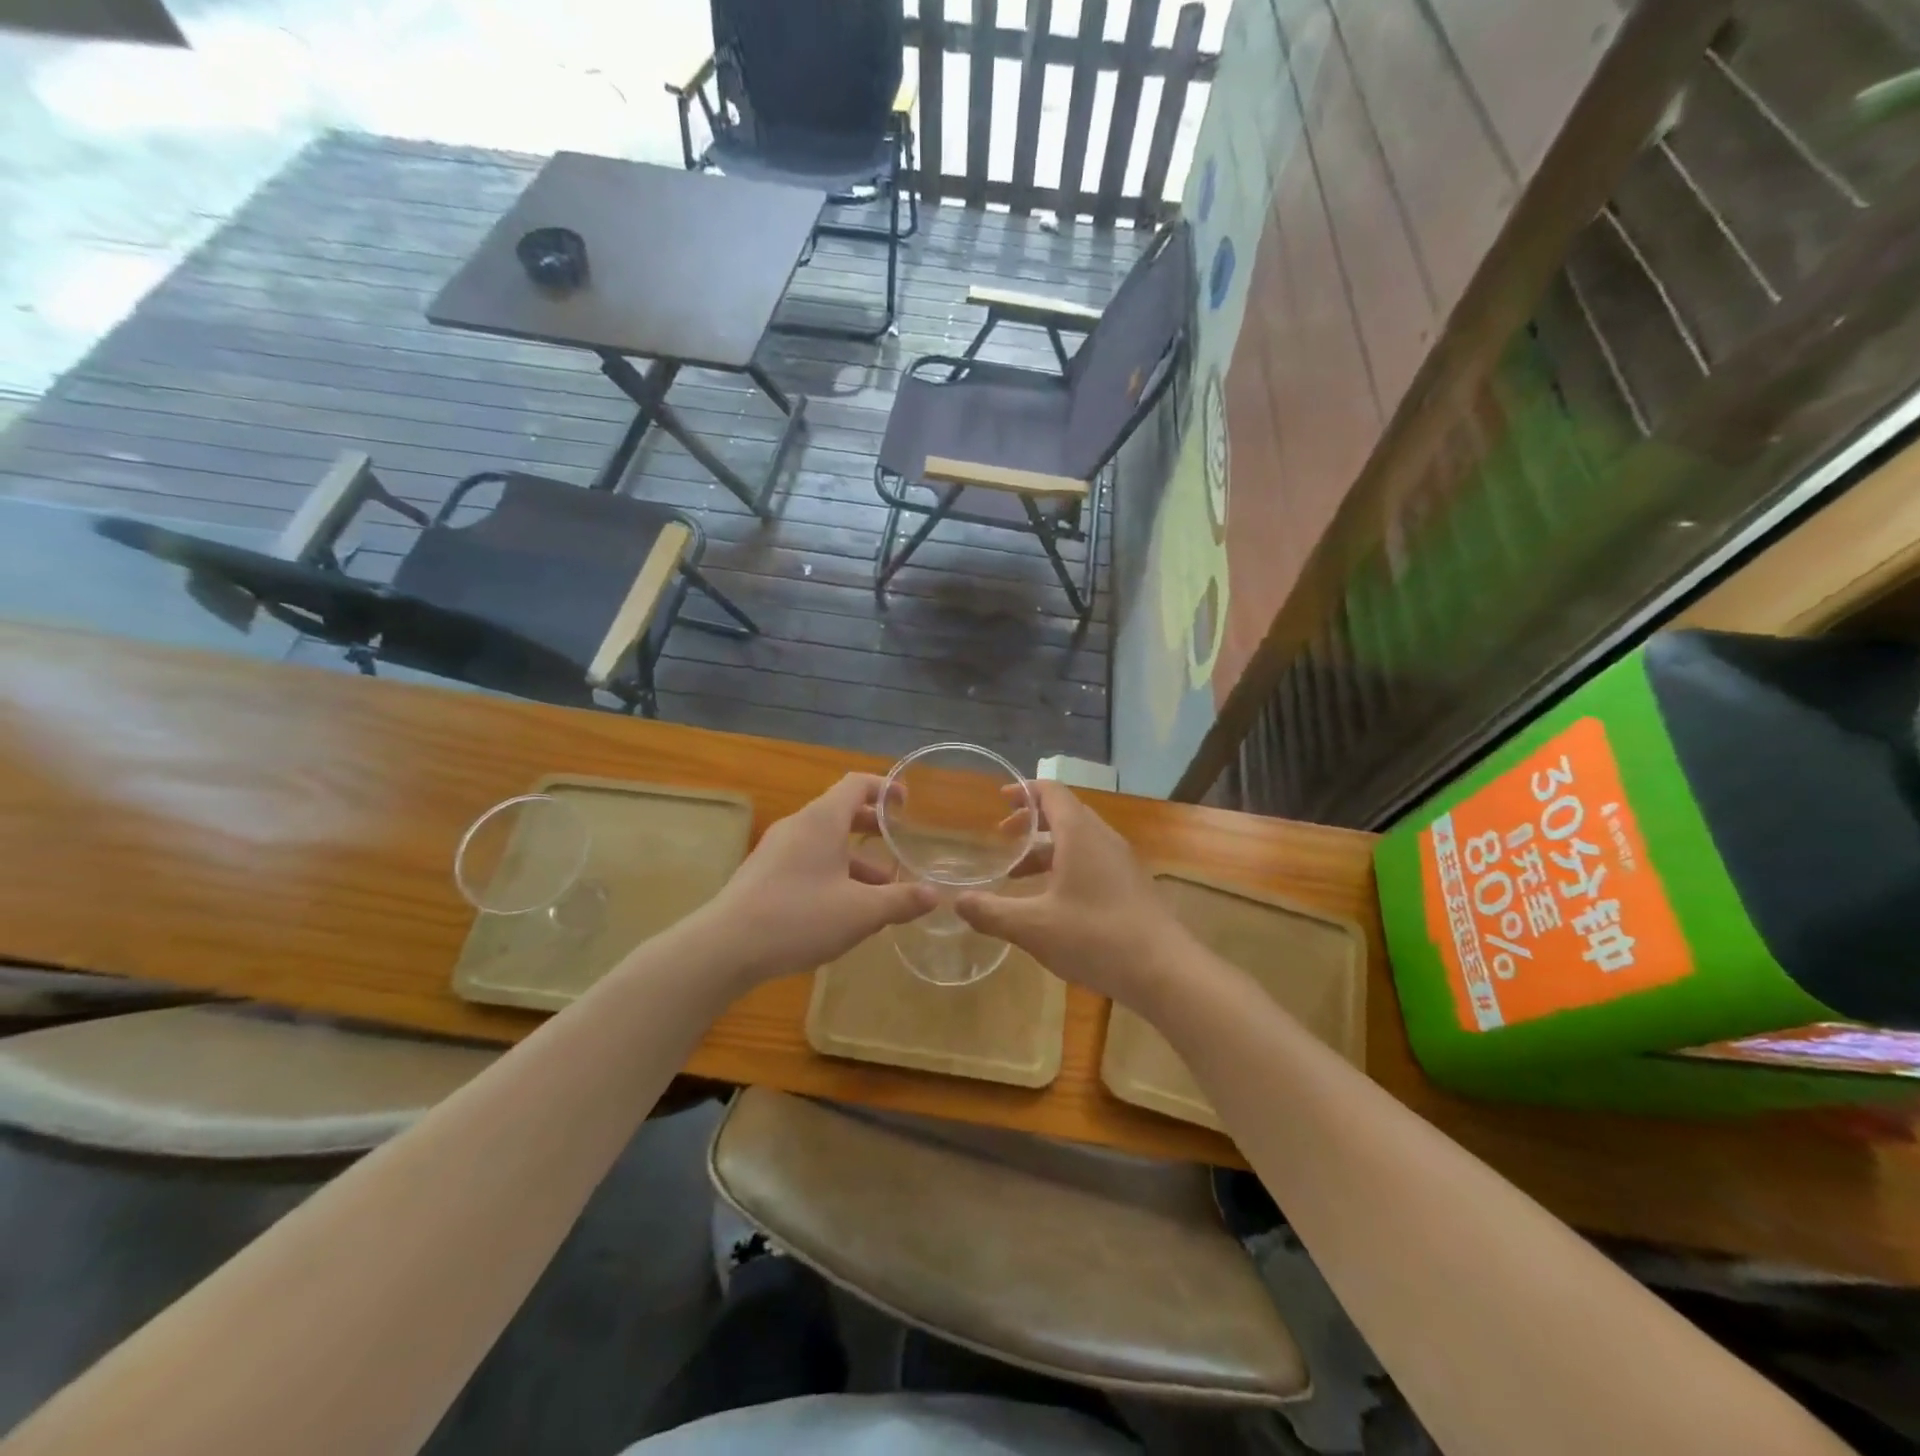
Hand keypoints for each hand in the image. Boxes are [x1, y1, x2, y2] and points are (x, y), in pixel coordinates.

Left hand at [698, 773, 935, 986]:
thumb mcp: (861, 912)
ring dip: (854, 857)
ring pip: (824, 841)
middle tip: (899, 845)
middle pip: (841, 812)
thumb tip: (935, 895)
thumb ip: (900, 900)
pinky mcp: (763, 874)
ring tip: (880, 890)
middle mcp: (798, 825)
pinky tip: (843, 908)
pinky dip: (832, 871)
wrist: (724, 947)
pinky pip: (807, 860)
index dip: (885, 788)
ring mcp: (776, 849)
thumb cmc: (799, 917)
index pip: (857, 784)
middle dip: (873, 827)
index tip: (907, 805)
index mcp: (822, 820)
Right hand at [956, 781, 1193, 1004]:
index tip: (999, 800)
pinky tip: (1052, 901)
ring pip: (1079, 840)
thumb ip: (991, 912)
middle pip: (1064, 813)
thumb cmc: (1095, 937)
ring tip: (1017, 874)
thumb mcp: (1033, 926)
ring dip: (1046, 849)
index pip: (1051, 792)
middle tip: (1002, 837)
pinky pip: (1093, 861)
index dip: (1023, 791)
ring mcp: (1121, 862)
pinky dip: (1066, 866)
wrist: (1165, 971)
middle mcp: (1103, 838)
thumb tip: (958, 902)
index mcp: (1079, 833)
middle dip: (1030, 821)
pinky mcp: (1131, 885)